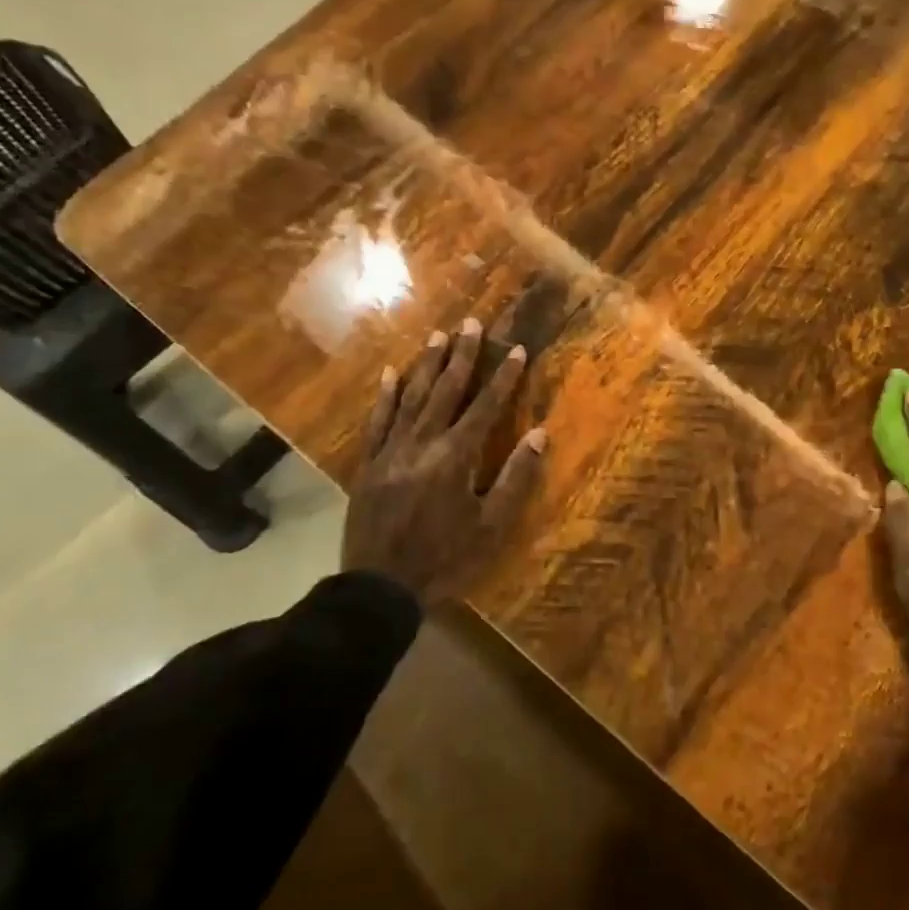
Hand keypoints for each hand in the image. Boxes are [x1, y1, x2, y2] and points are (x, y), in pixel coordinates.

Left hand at [341, 317, 546, 605]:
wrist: (380, 587)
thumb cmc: (445, 559)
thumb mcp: (491, 526)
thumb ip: (516, 478)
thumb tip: (540, 434)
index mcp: (455, 457)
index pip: (485, 407)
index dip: (503, 377)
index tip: (515, 349)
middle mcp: (422, 443)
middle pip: (445, 391)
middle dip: (462, 355)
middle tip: (471, 323)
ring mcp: (390, 451)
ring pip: (411, 398)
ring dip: (426, 365)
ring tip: (437, 336)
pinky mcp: (368, 464)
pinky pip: (377, 421)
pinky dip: (385, 396)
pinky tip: (391, 373)